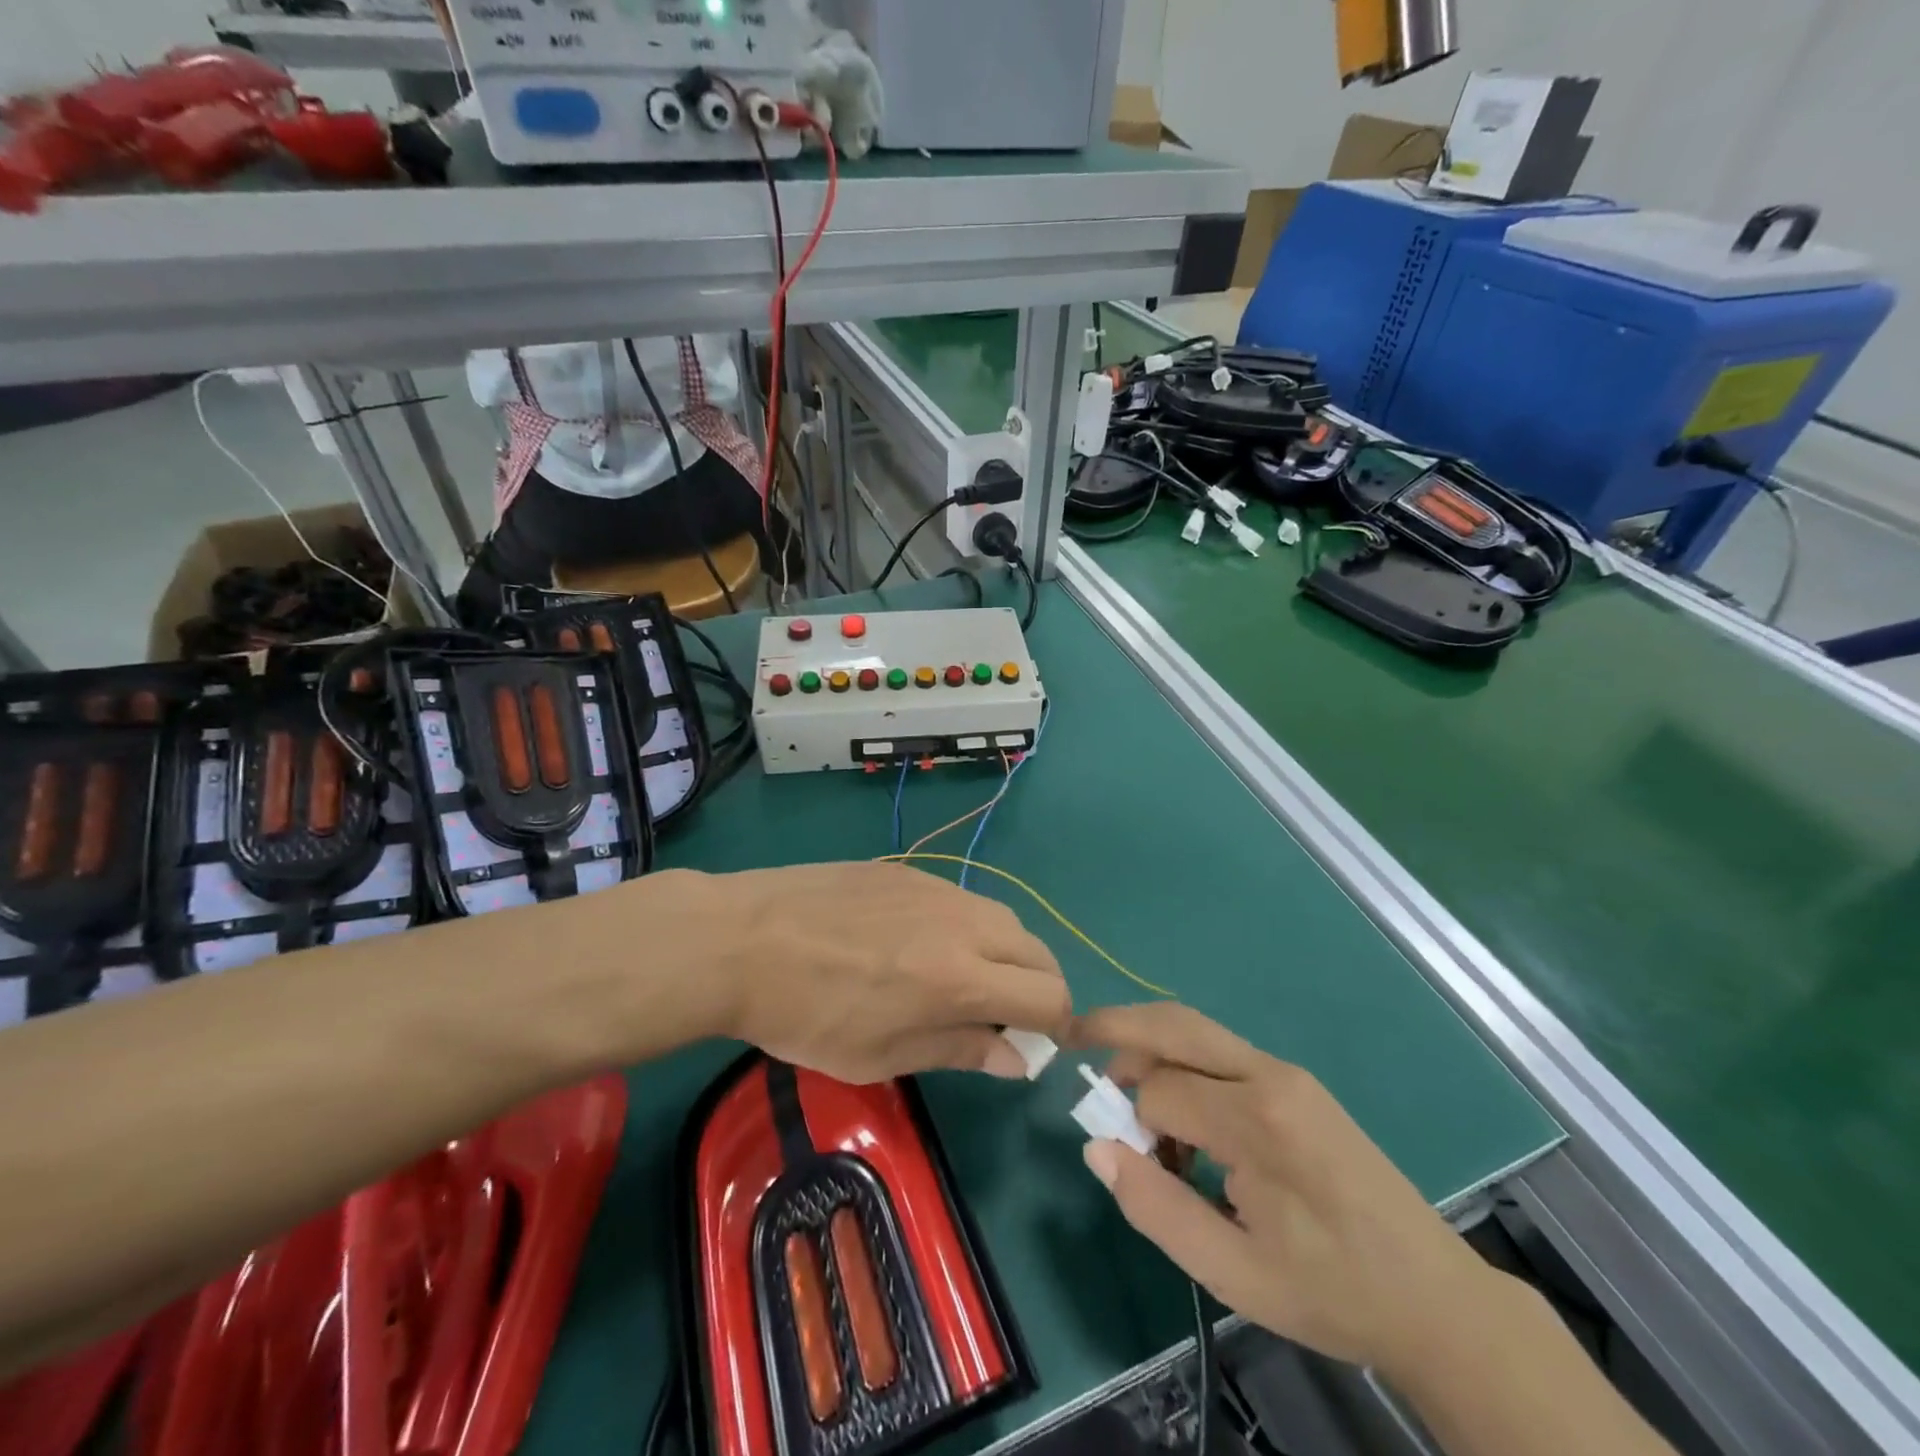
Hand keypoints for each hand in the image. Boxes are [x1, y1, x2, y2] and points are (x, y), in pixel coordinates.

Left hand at [675, 864, 1070, 1083]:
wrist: (744, 939)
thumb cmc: (806, 1013)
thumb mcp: (880, 1055)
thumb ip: (958, 1050)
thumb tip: (1017, 1059)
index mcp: (960, 977)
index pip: (1048, 996)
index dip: (1055, 1027)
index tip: (1034, 1045)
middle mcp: (962, 923)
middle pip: (1037, 951)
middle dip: (1039, 988)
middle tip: (1006, 1018)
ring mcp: (935, 888)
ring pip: (1003, 919)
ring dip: (1006, 955)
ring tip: (965, 981)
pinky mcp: (908, 871)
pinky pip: (963, 899)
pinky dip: (970, 928)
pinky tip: (924, 945)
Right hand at [1072, 1004, 1496, 1378]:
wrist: (1436, 1297)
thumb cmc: (1331, 1291)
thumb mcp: (1233, 1273)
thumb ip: (1156, 1208)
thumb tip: (1095, 1148)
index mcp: (1257, 1120)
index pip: (1159, 1090)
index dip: (1131, 1123)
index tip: (1132, 1161)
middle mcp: (1269, 1075)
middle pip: (1173, 1023)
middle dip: (1116, 1026)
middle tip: (1073, 1041)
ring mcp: (1286, 1072)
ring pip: (1194, 1029)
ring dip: (1149, 1048)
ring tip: (1129, 1099)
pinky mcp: (1296, 1081)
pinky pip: (1220, 1053)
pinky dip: (1182, 1066)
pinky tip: (1184, 1120)